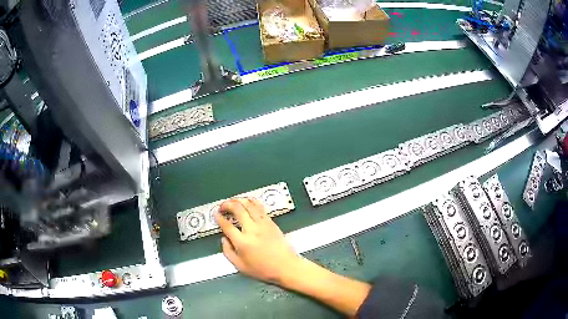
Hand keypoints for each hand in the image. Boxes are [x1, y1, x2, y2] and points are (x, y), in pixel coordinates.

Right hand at [216, 198, 302, 284]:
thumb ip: (228, 252)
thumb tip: (223, 239)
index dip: (219, 218)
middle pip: (237, 209)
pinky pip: (259, 207)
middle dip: (227, 204)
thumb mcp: (241, 267)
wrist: (286, 267)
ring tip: (232, 201)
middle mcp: (252, 230)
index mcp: (242, 242)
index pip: (227, 225)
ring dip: (238, 200)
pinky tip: (247, 201)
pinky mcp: (271, 222)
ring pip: (249, 204)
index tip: (216, 215)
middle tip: (222, 206)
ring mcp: (263, 224)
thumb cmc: (264, 270)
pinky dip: (251, 201)